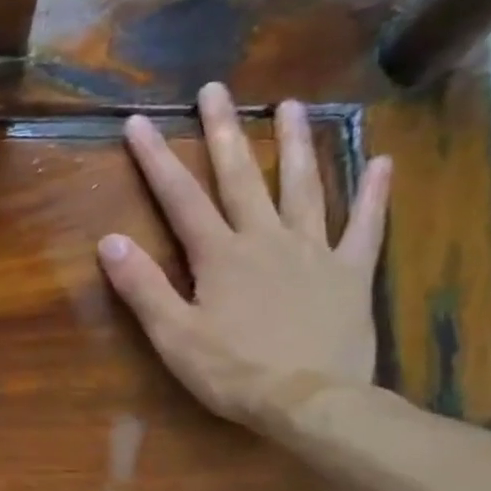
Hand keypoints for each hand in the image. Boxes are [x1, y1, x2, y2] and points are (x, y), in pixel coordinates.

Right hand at [97, 81, 391, 426]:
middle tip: (215, 89)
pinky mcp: (351, 272)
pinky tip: (381, 161)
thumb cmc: (233, 372)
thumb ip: (143, 287)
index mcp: (220, 256)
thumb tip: (109, 240)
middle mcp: (266, 239)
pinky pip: (365, 226)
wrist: (309, 401)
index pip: (180, 198)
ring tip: (291, 104)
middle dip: (223, 132)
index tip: (139, 122)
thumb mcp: (173, 336)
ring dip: (295, 144)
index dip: (157, 160)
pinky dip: (373, 194)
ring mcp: (313, 251)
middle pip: (241, 177)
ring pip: (304, 186)